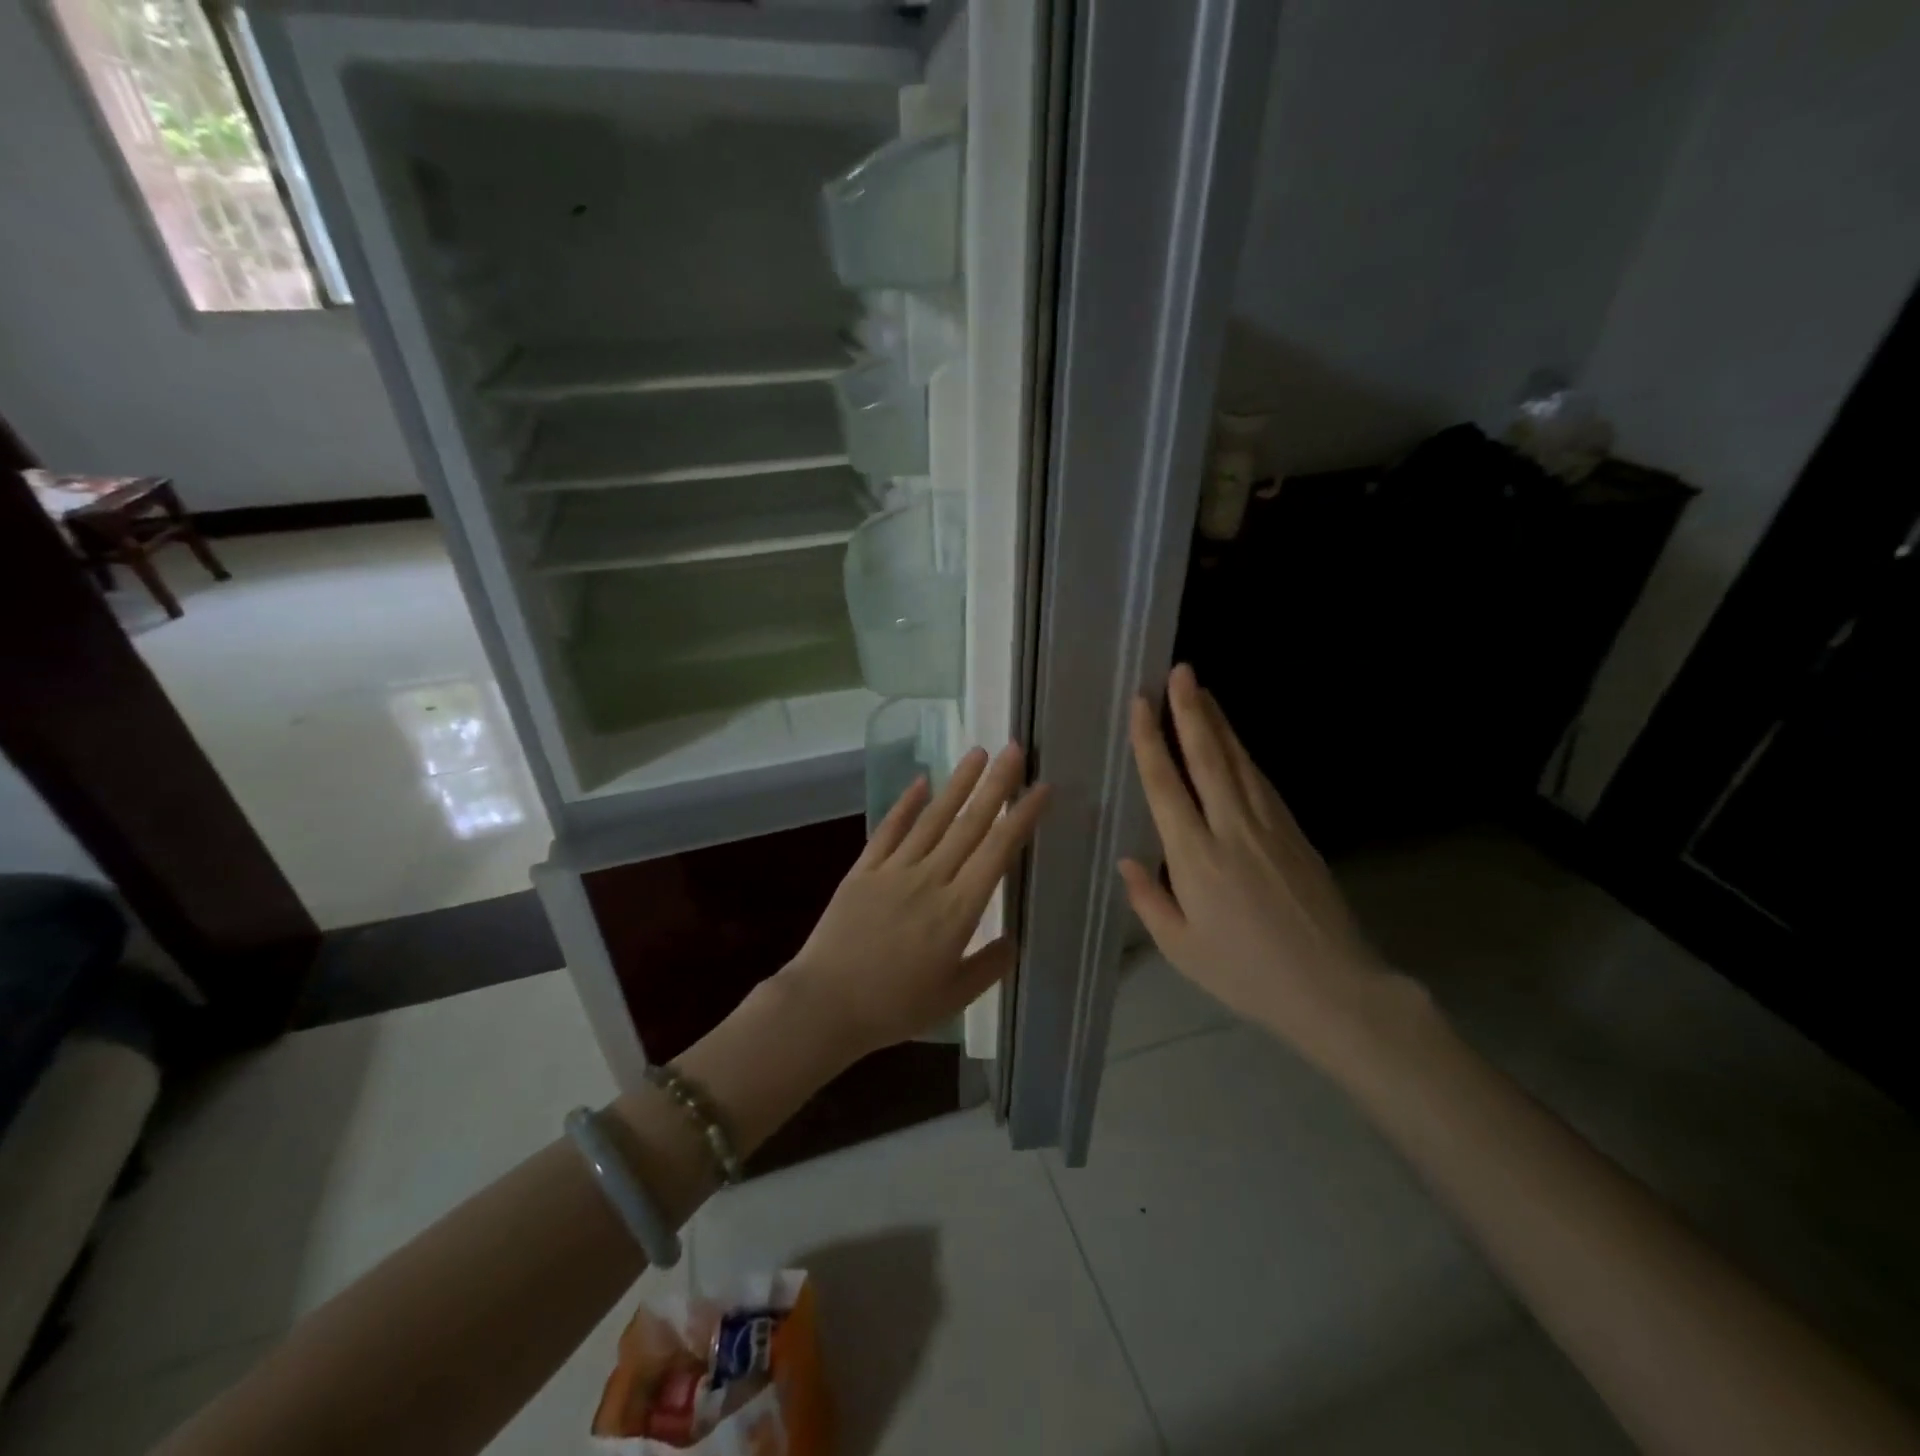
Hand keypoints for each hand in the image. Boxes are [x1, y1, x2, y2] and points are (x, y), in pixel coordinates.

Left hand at [780, 744, 1050, 1062]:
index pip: (997, 852)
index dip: (1021, 817)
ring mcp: (894, 870)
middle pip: (969, 824)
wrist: (824, 1005)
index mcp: (958, 910)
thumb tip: (1013, 939)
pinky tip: (921, 782)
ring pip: (933, 818)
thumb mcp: (953, 998)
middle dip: (995, 784)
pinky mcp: (863, 870)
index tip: (1041, 788)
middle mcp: (930, 879)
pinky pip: (888, 830)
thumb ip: (988, 966)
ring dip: (957, 784)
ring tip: (978, 752)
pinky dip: (905, 804)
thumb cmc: (893, 1007)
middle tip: (1015, 749)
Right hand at [1119, 665, 1409, 1068]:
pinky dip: (1244, 754)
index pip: (1166, 785)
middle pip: (1208, 758)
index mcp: (1195, 857)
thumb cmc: (1245, 973)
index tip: (1142, 702)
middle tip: (1179, 671)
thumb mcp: (1181, 948)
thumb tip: (1129, 859)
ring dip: (1218, 724)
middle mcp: (1232, 829)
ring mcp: (1269, 826)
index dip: (1151, 740)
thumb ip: (1149, 899)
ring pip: (1238, 762)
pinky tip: (1234, 744)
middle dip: (1190, 711)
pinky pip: (1261, 782)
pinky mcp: (1295, 833)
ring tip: (1201, 693)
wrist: (1333, 988)